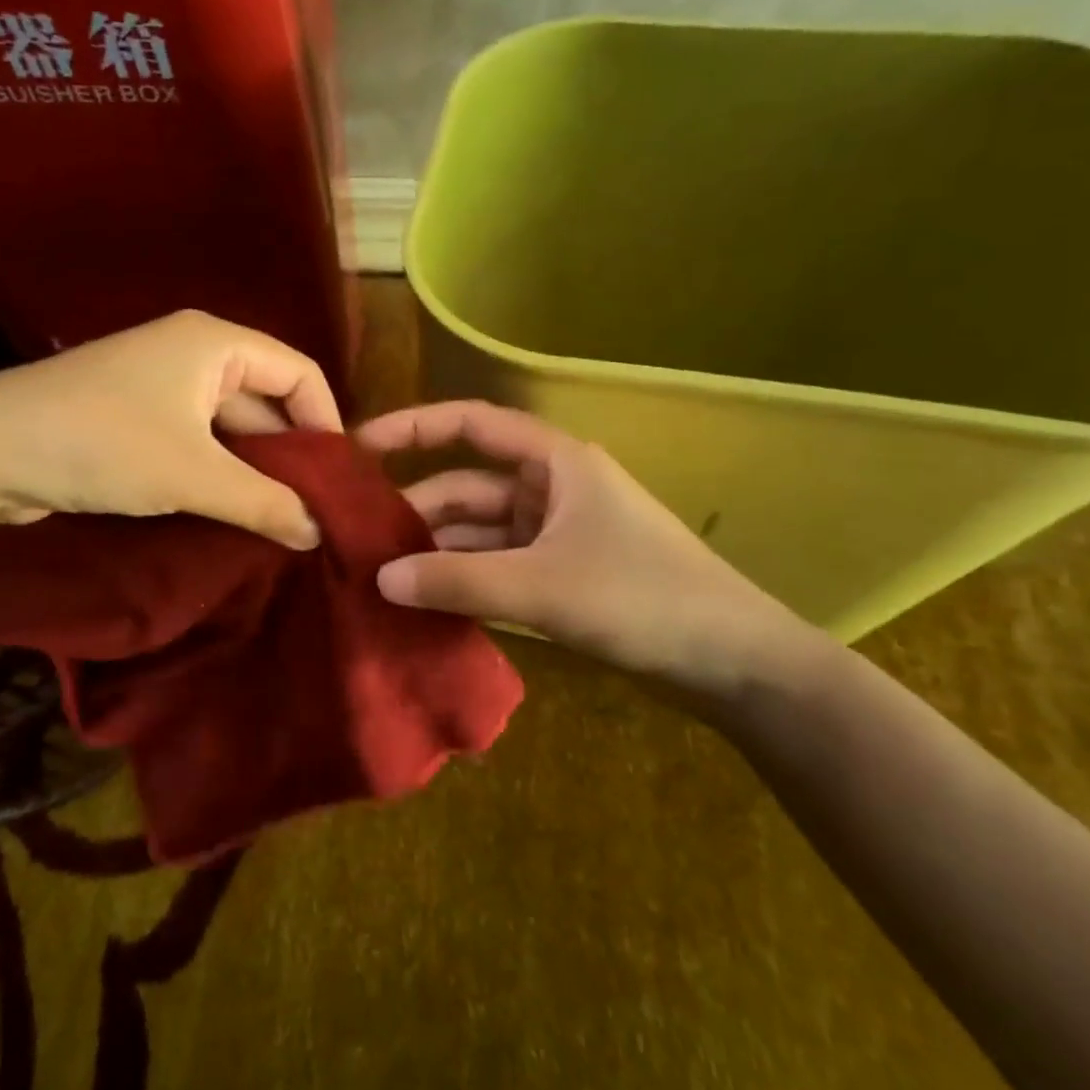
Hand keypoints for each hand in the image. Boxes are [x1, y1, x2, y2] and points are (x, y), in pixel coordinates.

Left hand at [0, 310, 340, 548]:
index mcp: (215, 344)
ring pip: (229, 428)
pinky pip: (196, 442)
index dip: (326, 422)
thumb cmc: (102, 444)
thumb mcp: (193, 475)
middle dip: (289, 455)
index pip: (298, 372)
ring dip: (253, 471)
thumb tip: (317, 533)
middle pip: (265, 401)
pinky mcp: (135, 419)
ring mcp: (160, 387)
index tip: (337, 479)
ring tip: (281, 522)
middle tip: (314, 512)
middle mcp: (193, 355)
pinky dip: (217, 474)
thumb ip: (264, 503)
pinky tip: (233, 514)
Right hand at [357, 401, 826, 708]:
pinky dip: (462, 581)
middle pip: (467, 486)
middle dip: (415, 510)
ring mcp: (555, 534)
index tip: (358, 447)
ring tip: (378, 578)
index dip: (413, 428)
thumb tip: (380, 579)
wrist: (734, 663)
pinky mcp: (560, 575)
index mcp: (555, 463)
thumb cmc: (643, 600)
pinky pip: (496, 567)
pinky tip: (424, 603)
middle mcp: (551, 489)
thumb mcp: (541, 587)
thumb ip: (457, 582)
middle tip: (355, 540)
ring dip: (435, 552)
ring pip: (478, 532)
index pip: (472, 425)